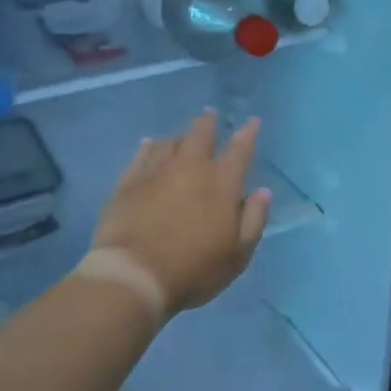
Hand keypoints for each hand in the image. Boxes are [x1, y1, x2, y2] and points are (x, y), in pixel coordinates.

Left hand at [90, 111, 270, 314]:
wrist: (134, 274)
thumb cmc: (193, 269)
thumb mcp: (237, 255)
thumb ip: (253, 219)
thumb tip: (262, 191)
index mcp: (221, 183)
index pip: (240, 149)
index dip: (248, 133)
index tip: (252, 121)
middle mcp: (190, 168)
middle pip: (200, 134)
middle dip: (208, 122)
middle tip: (210, 115)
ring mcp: (156, 172)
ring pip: (169, 142)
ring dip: (179, 136)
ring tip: (181, 136)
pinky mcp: (128, 182)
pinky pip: (141, 155)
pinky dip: (149, 146)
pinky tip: (149, 144)